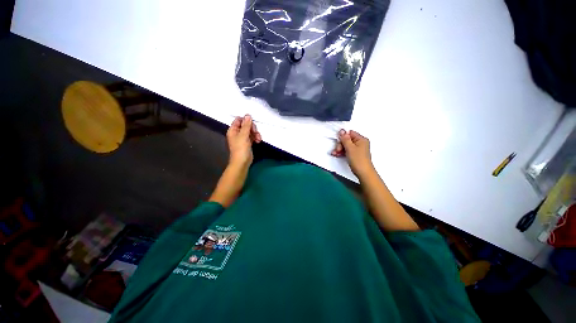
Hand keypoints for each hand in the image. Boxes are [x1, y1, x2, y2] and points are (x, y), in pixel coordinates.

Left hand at [226, 114, 261, 167]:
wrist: (242, 162)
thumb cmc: (240, 148)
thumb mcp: (243, 135)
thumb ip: (246, 125)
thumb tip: (248, 115)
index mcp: (233, 130)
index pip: (239, 120)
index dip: (246, 120)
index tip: (252, 123)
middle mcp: (237, 133)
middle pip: (246, 125)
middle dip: (253, 128)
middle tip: (256, 132)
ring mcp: (243, 138)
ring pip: (250, 131)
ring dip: (256, 134)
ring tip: (258, 139)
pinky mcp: (248, 143)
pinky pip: (252, 137)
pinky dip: (256, 138)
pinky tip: (258, 141)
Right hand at [332, 129, 373, 177]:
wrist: (363, 173)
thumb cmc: (358, 159)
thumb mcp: (350, 148)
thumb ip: (345, 139)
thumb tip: (341, 130)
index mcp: (361, 139)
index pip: (350, 133)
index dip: (343, 137)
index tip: (338, 142)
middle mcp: (360, 143)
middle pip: (347, 140)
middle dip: (340, 144)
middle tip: (337, 150)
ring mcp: (358, 149)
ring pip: (346, 146)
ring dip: (339, 149)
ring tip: (335, 154)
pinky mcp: (355, 155)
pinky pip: (347, 151)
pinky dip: (342, 152)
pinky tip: (337, 155)